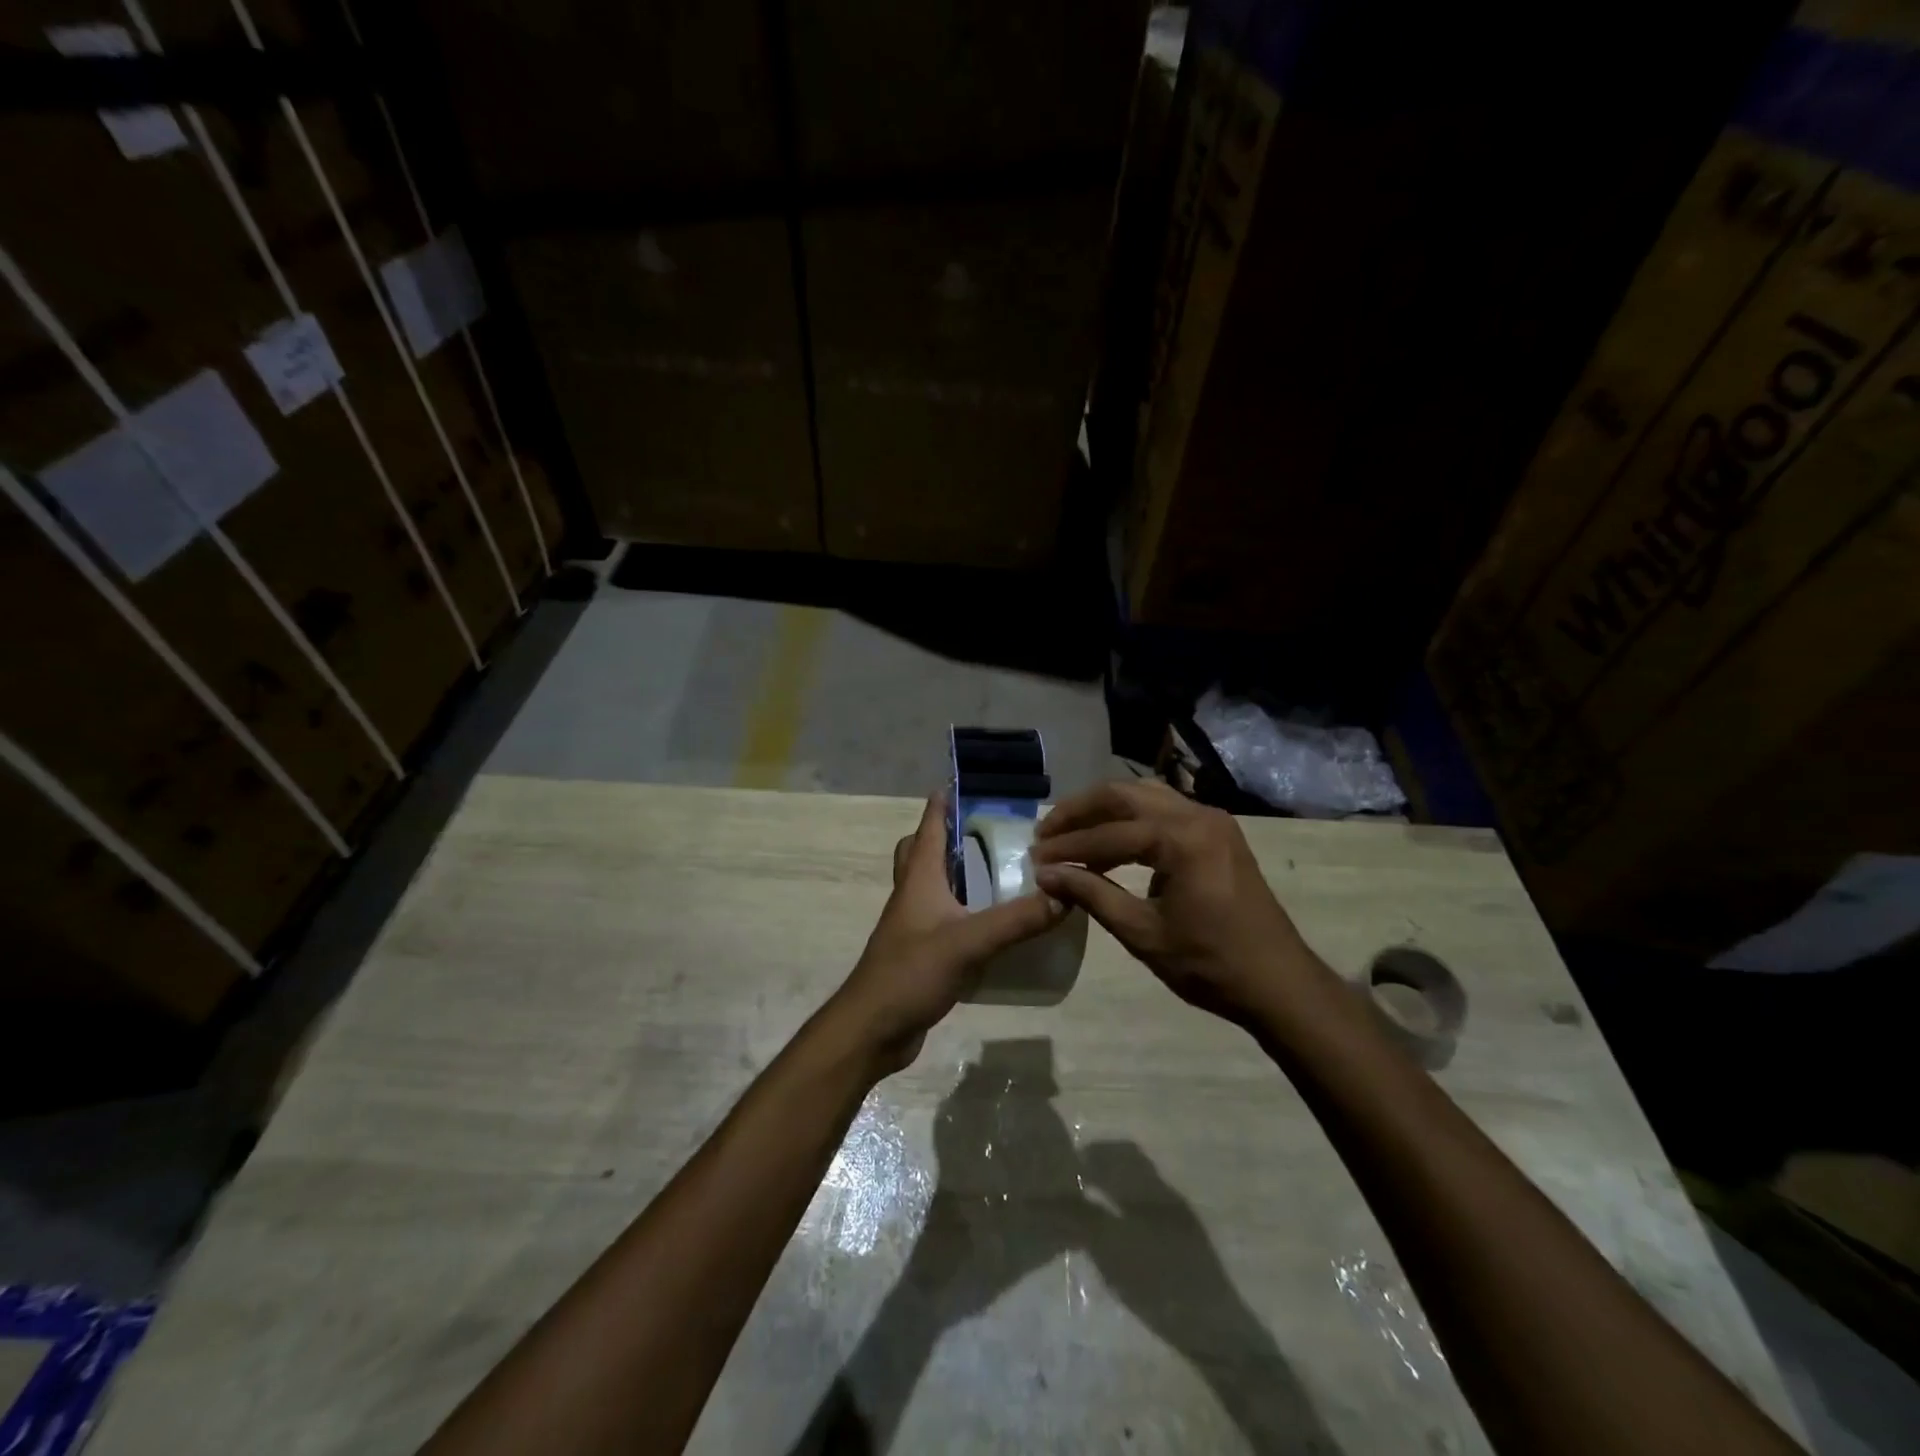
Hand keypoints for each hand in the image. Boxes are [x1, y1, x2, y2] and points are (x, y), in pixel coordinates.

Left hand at [829, 793, 1067, 1071]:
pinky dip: (962, 910)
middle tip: (984, 832)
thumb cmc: (911, 973)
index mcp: (919, 879)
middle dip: (946, 836)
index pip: (928, 827)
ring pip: (932, 885)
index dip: (942, 803)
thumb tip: (1066, 895)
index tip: (962, 783)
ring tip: (998, 871)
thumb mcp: (969, 942)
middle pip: (921, 852)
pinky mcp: (920, 953)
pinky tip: (991, 923)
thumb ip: (1017, 920)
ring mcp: (913, 925)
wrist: (872, 1029)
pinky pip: (942, 918)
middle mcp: (913, 894)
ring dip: (956, 873)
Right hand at [1031, 781, 1327, 1028]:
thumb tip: (1047, 874)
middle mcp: (1198, 815)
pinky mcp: (1217, 832)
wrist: (1279, 984)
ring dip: (1104, 810)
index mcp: (1182, 839)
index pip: (1109, 833)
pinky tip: (1109, 841)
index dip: (1068, 847)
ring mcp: (1212, 820)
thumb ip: (1092, 895)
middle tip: (1045, 832)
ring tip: (1069, 831)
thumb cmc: (1210, 964)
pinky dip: (1130, 819)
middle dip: (1080, 812)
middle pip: (1124, 795)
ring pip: (1144, 796)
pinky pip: (1163, 810)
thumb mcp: (1143, 933)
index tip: (1035, 859)